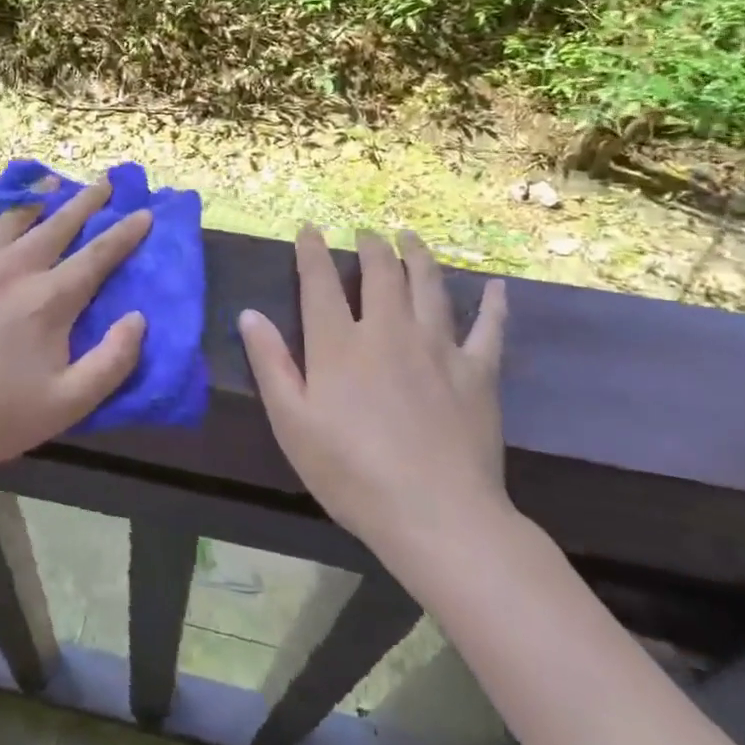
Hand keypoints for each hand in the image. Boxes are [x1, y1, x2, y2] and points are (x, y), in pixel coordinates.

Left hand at [0, 179, 150, 483]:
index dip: (124, 233)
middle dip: (86, 202)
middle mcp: (11, 269)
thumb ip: (113, 360)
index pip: (97, 255)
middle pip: (57, 224)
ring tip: (50, 185)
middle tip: (103, 183)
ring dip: (36, 199)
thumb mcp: (70, 402)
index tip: (144, 213)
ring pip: (9, 218)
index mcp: (48, 299)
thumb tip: (138, 317)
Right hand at [238, 227, 510, 553]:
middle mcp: (388, 332)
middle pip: (380, 274)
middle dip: (370, 246)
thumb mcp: (291, 423)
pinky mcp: (478, 372)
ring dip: (418, 256)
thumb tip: (250, 314)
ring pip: (429, 286)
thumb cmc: (350, 473)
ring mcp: (438, 348)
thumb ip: (270, 364)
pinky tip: (495, 286)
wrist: (435, 515)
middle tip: (367, 232)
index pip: (321, 282)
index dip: (312, 251)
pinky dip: (492, 304)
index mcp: (339, 344)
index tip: (309, 229)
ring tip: (410, 238)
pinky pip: (488, 328)